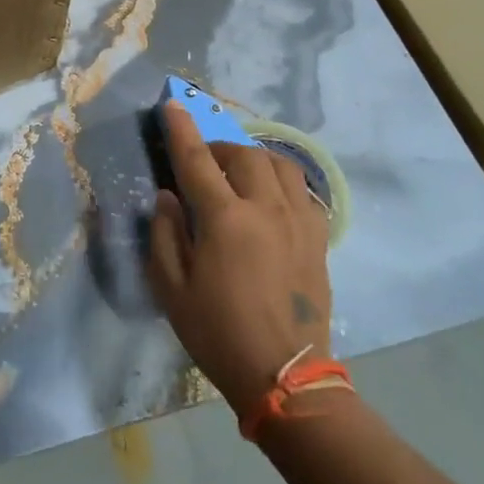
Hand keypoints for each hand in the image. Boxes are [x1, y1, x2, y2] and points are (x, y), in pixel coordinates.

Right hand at [146, 101, 332, 412]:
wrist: (286, 378)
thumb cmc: (218, 333)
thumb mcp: (171, 288)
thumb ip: (164, 234)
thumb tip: (168, 197)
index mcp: (225, 220)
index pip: (197, 160)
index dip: (181, 130)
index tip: (171, 106)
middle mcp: (266, 209)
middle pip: (244, 155)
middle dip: (219, 148)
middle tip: (203, 162)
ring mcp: (298, 222)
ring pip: (281, 165)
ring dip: (254, 159)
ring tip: (239, 174)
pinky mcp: (318, 239)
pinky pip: (303, 191)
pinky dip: (282, 182)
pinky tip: (270, 199)